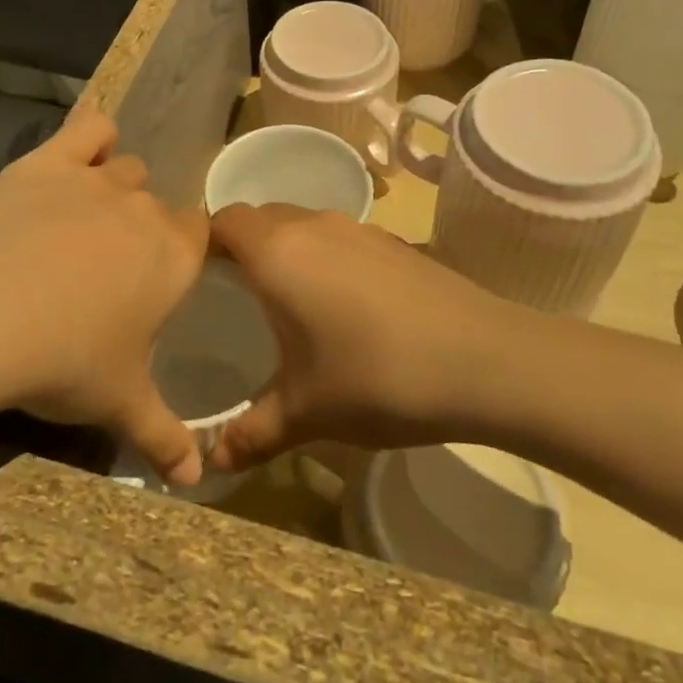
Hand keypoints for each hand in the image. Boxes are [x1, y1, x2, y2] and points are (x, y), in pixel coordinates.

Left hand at [0, 109, 207, 483]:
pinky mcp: (51, 161)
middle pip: (159, 203)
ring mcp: (98, 180)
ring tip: (86, 221)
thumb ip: (163, 437)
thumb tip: (196, 482)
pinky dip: (89, 137)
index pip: (201, 235)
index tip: (165, 274)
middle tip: (113, 265)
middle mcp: (145, 210)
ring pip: (126, 168)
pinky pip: (87, 129)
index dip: (186, 249)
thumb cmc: (68, 360)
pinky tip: (78, 154)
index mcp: (174, 257)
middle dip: (144, 227)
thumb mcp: (120, 405)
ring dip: (116, 187)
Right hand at [206, 204, 535, 473]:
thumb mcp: (306, 412)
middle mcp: (314, 225)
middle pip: (261, 217)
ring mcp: (359, 228)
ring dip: (287, 251)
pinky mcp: (393, 241)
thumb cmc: (379, 378)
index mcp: (279, 253)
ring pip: (302, 224)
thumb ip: (251, 434)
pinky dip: (325, 258)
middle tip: (235, 299)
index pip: (223, 221)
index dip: (203, 245)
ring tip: (289, 304)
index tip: (196, 284)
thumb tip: (211, 464)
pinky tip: (345, 308)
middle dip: (242, 248)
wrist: (487, 361)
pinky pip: (339, 237)